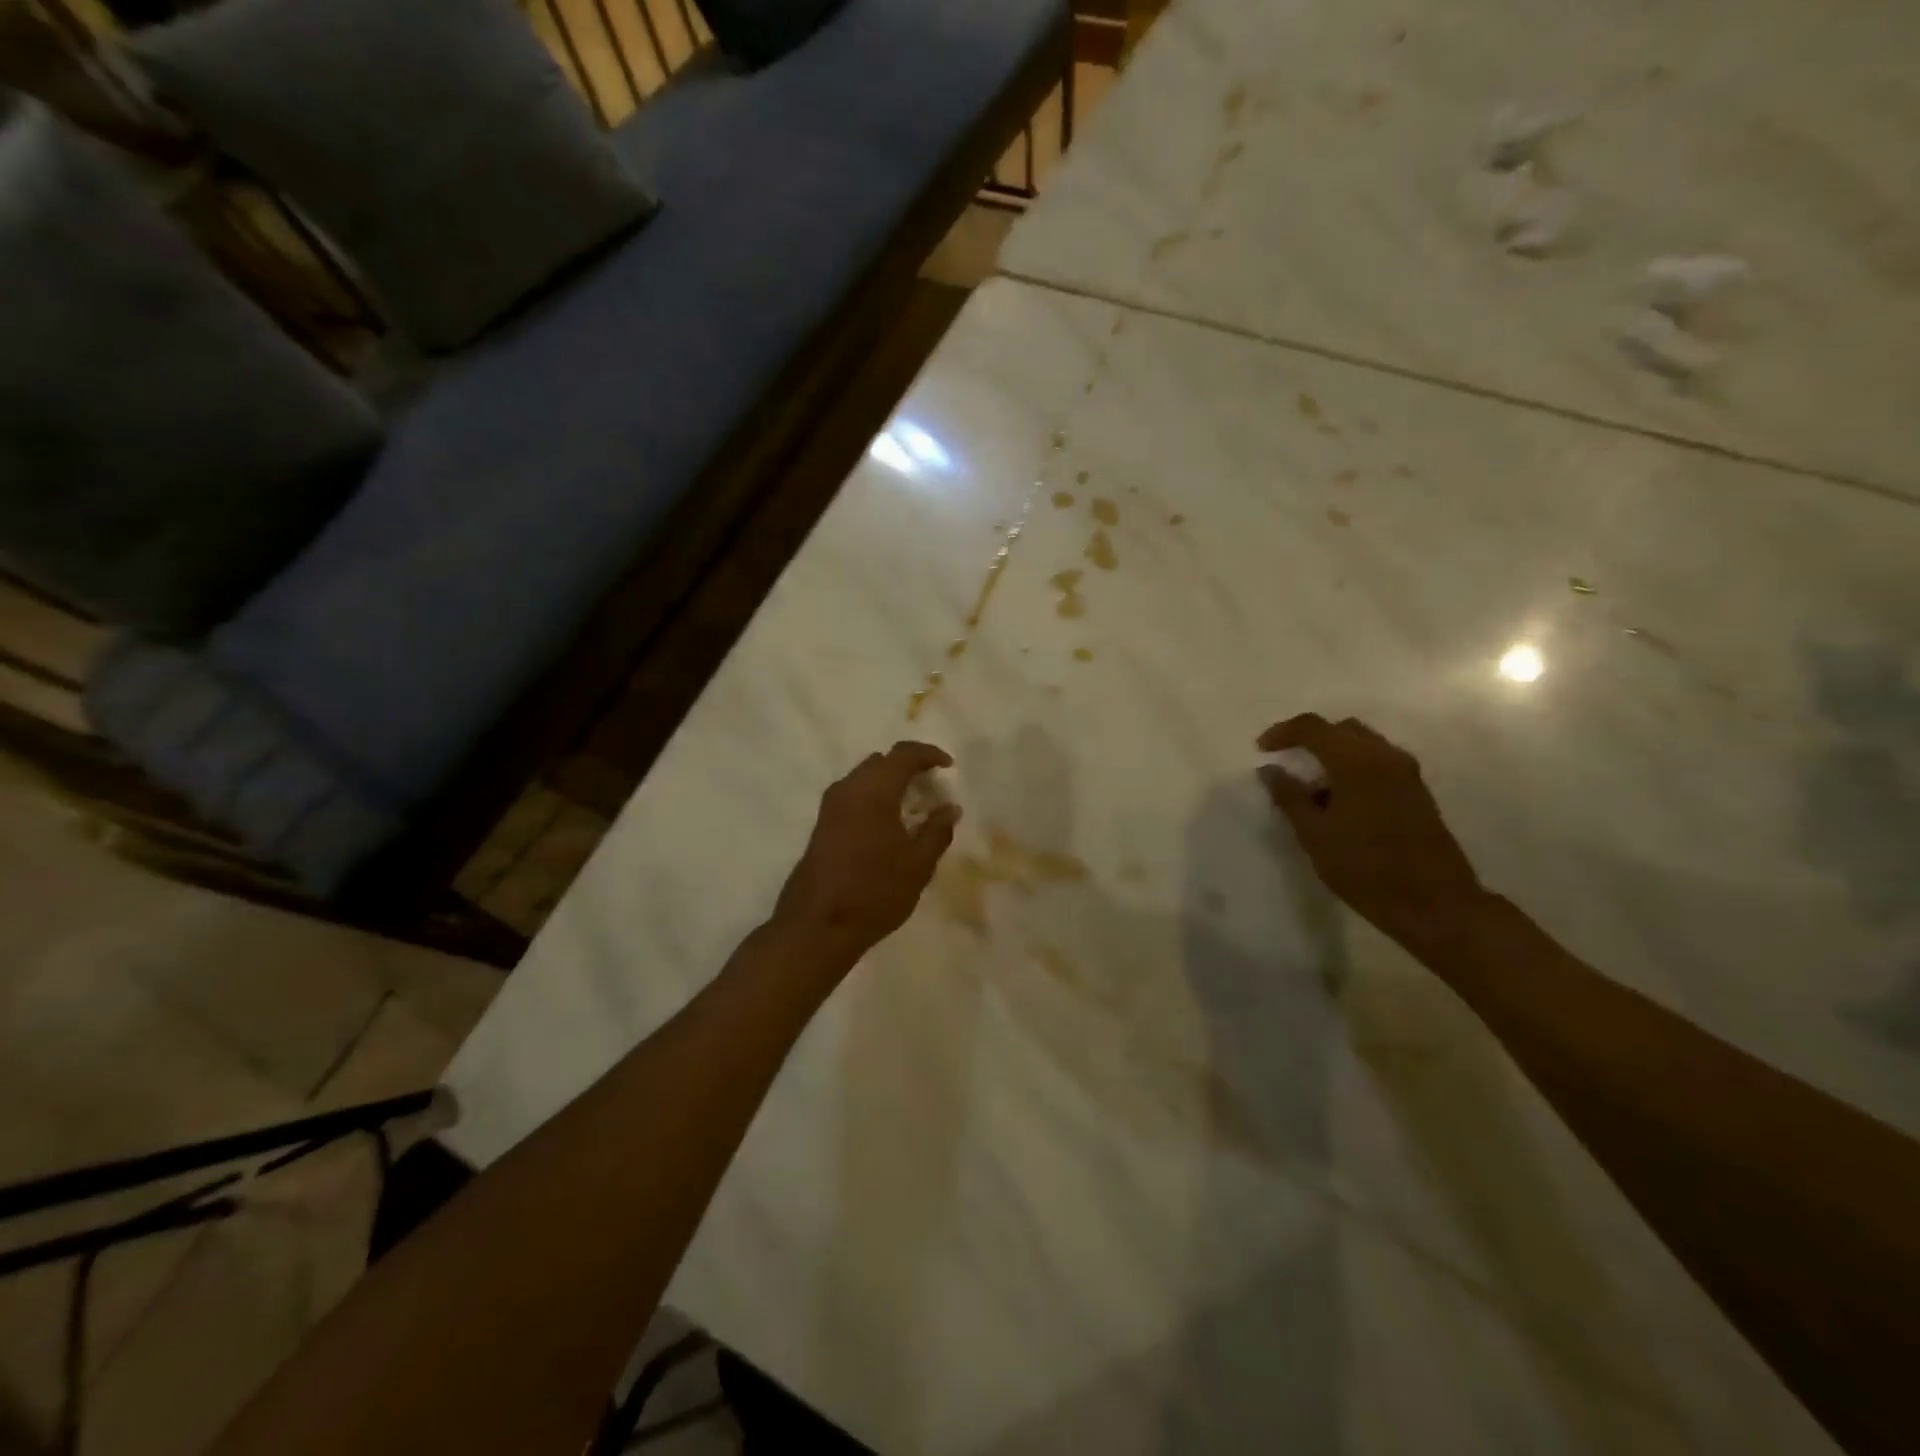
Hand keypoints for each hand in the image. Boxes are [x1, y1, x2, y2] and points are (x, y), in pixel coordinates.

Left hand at [773, 742, 960, 963]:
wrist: (817, 926)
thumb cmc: (874, 892)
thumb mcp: (918, 865)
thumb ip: (937, 831)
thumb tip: (951, 808)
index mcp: (873, 791)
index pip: (903, 754)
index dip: (929, 754)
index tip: (949, 767)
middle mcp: (848, 789)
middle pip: (882, 762)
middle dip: (909, 767)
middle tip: (933, 788)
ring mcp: (830, 806)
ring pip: (865, 778)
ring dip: (890, 783)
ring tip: (914, 808)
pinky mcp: (822, 824)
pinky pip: (854, 795)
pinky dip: (875, 797)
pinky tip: (889, 825)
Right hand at [1257, 714, 1486, 951]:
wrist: (1433, 903)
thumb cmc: (1364, 868)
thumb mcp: (1314, 834)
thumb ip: (1289, 796)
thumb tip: (1270, 770)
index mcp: (1356, 762)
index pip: (1314, 727)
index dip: (1283, 732)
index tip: (1262, 749)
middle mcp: (1385, 757)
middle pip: (1342, 729)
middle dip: (1311, 739)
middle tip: (1287, 762)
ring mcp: (1407, 773)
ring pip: (1363, 745)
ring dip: (1334, 755)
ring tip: (1311, 788)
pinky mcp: (1418, 792)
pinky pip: (1378, 763)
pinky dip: (1353, 768)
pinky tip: (1339, 802)